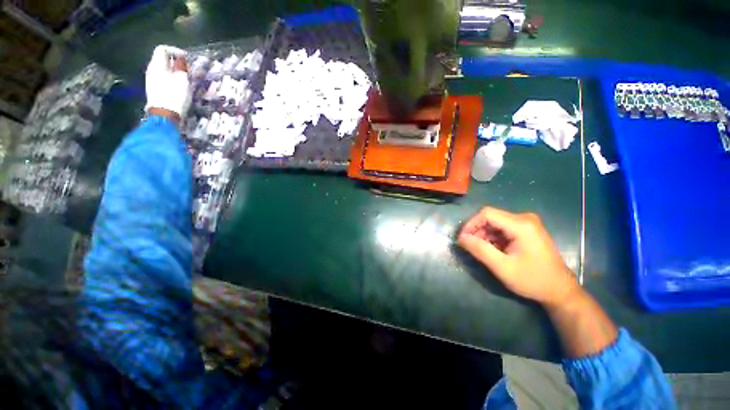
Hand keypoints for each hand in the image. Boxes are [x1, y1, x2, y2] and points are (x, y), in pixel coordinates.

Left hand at [145, 45, 191, 121]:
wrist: (165, 115)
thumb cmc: (174, 95)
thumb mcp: (182, 79)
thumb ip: (182, 68)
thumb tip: (181, 60)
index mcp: (157, 65)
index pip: (162, 49)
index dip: (175, 51)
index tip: (186, 58)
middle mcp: (152, 70)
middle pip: (163, 61)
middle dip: (176, 63)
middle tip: (188, 70)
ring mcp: (152, 81)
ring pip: (164, 71)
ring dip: (175, 73)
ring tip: (186, 80)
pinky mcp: (155, 91)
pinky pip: (164, 80)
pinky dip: (172, 81)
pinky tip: (180, 89)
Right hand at [458, 207, 580, 306]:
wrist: (560, 290)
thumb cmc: (532, 280)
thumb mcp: (502, 267)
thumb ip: (480, 249)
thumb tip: (460, 238)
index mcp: (521, 225)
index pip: (487, 214)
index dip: (471, 224)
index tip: (462, 239)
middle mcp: (524, 219)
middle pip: (491, 217)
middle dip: (477, 231)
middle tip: (470, 247)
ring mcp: (527, 224)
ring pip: (495, 223)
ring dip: (484, 235)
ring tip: (481, 250)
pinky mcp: (527, 230)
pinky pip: (503, 228)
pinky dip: (493, 237)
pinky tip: (493, 250)